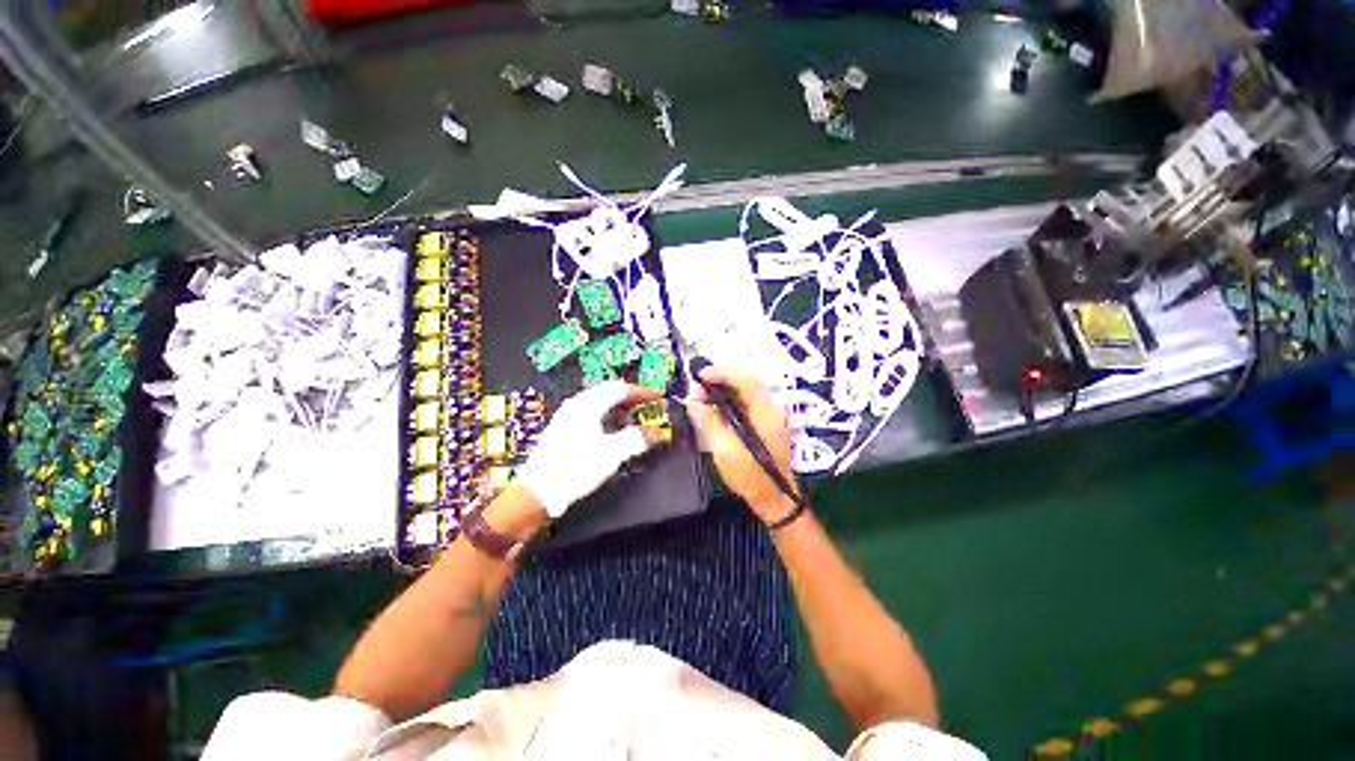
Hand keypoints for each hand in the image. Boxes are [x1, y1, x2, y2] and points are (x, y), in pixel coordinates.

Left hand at [515, 381, 661, 518]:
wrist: (539, 492)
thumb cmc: (576, 468)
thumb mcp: (612, 453)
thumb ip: (637, 439)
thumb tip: (657, 433)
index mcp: (588, 404)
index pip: (620, 389)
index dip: (642, 392)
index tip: (659, 396)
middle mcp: (577, 404)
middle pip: (609, 393)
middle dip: (632, 399)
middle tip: (648, 407)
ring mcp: (568, 416)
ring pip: (600, 404)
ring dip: (620, 410)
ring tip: (632, 423)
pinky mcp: (564, 430)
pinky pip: (592, 415)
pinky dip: (608, 419)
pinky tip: (612, 433)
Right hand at [684, 365, 798, 523]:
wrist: (775, 499)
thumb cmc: (752, 477)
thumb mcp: (725, 450)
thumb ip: (709, 422)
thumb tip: (692, 401)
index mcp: (765, 412)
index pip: (745, 379)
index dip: (722, 372)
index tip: (700, 376)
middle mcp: (770, 408)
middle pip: (746, 381)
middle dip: (720, 379)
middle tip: (698, 387)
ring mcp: (769, 415)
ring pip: (745, 390)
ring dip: (723, 388)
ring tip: (702, 396)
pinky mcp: (764, 423)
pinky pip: (745, 402)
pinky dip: (728, 400)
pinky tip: (714, 407)